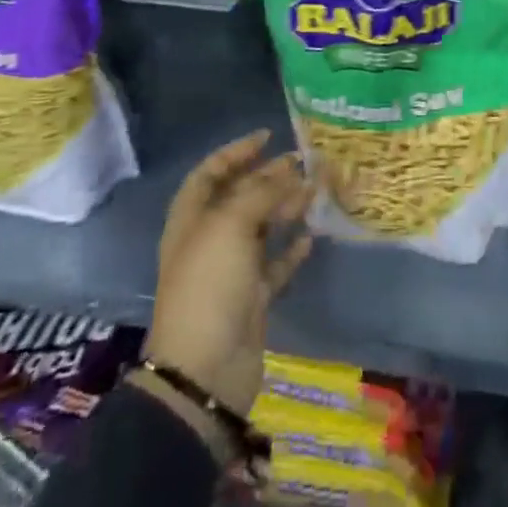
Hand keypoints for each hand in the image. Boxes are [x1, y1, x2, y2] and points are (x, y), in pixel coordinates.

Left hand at [145, 130, 313, 414]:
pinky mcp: (252, 299)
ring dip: (286, 208)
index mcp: (191, 220)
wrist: (205, 370)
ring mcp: (230, 272)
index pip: (210, 174)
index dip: (236, 152)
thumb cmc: (210, 285)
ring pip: (261, 229)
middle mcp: (209, 241)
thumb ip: (264, 193)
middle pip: (240, 198)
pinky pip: (274, 265)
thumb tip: (294, 171)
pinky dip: (291, 250)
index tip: (267, 136)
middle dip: (269, 177)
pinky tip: (311, 237)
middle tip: (304, 163)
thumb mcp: (231, 226)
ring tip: (316, 192)